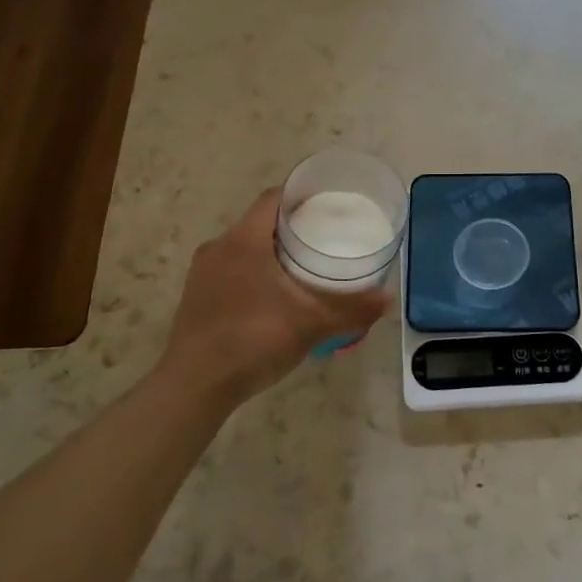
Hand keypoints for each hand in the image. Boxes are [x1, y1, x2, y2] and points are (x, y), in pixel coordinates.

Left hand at [159, 189, 389, 407]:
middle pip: (260, 222)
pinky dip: (255, 272)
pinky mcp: (196, 297)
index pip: (274, 198)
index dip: (302, 195)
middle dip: (293, 226)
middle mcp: (218, 247)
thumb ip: (352, 309)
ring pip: (244, 247)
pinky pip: (231, 270)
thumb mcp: (311, 324)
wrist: (194, 387)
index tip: (329, 203)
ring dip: (272, 251)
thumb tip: (388, 299)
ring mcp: (202, 273)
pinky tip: (275, 297)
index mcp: (243, 240)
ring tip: (304, 266)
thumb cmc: (253, 341)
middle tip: (326, 237)